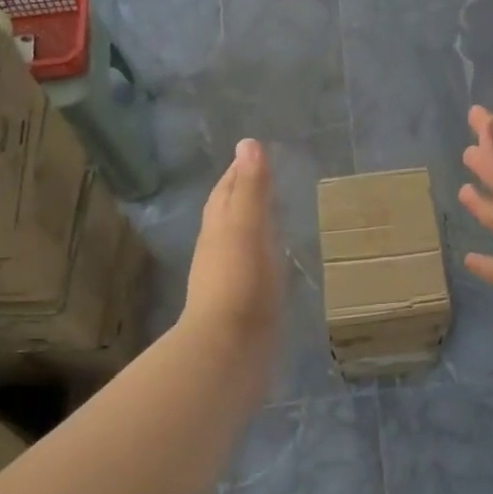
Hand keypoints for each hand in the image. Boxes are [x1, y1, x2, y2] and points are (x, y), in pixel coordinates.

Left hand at [182, 139, 283, 367]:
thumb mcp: (247, 227)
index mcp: (219, 228)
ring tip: (271, 214)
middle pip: (226, 213)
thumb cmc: (240, 283)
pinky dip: (262, 253)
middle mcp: (218, 249)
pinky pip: (252, 267)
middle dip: (240, 194)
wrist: (230, 350)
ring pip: (238, 241)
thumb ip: (251, 188)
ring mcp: (229, 279)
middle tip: (262, 177)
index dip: (237, 171)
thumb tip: (249, 143)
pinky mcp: (243, 305)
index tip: (252, 152)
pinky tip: (274, 260)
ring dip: (251, 224)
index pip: (226, 190)